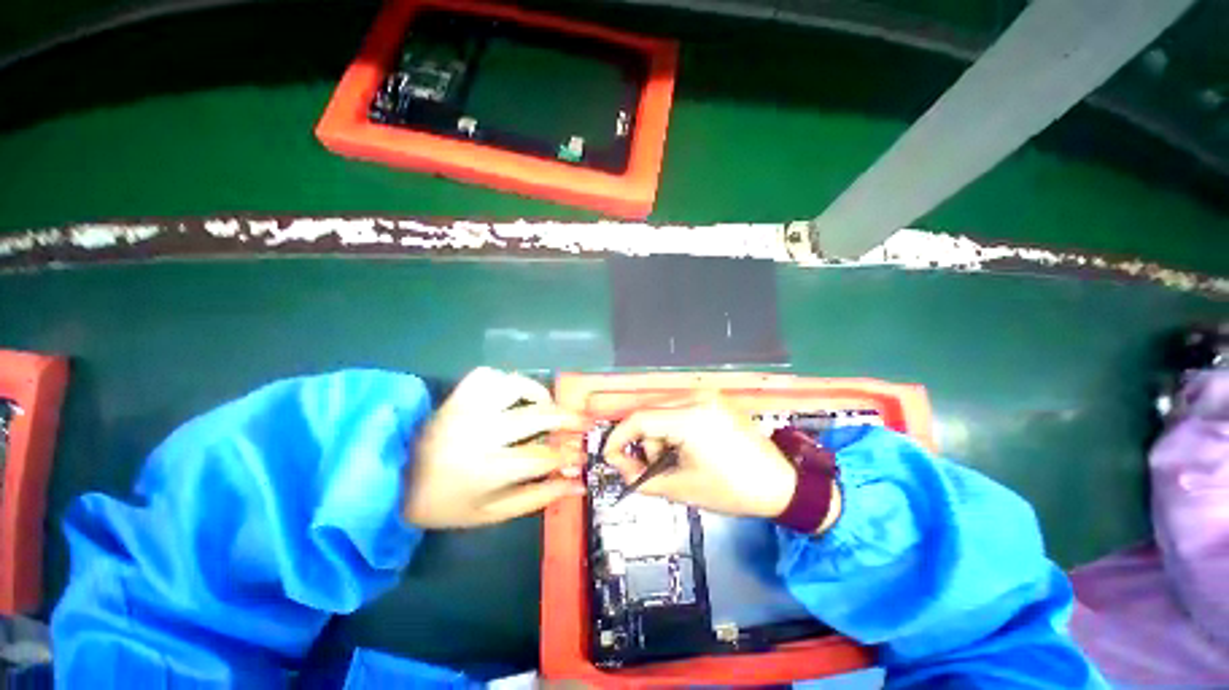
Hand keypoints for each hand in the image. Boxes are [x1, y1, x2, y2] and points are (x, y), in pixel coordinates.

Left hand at [403, 368, 583, 527]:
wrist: (391, 482)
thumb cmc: (445, 503)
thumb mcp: (492, 513)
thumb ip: (537, 497)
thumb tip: (577, 483)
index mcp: (487, 470)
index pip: (543, 457)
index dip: (568, 455)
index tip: (581, 455)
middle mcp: (481, 433)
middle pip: (538, 416)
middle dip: (568, 418)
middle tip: (583, 422)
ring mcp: (468, 409)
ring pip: (516, 385)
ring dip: (539, 394)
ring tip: (547, 405)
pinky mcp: (456, 396)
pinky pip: (488, 375)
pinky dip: (506, 380)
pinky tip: (512, 395)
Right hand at [603, 399, 797, 517]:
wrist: (781, 484)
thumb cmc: (733, 489)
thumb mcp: (681, 488)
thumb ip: (642, 477)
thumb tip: (621, 466)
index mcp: (690, 418)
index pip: (639, 419)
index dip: (618, 438)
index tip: (610, 456)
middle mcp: (697, 398)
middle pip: (649, 414)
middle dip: (643, 443)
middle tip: (650, 468)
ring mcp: (707, 396)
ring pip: (663, 412)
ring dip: (659, 437)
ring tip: (675, 462)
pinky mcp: (714, 401)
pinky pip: (679, 410)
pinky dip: (672, 430)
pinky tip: (685, 449)